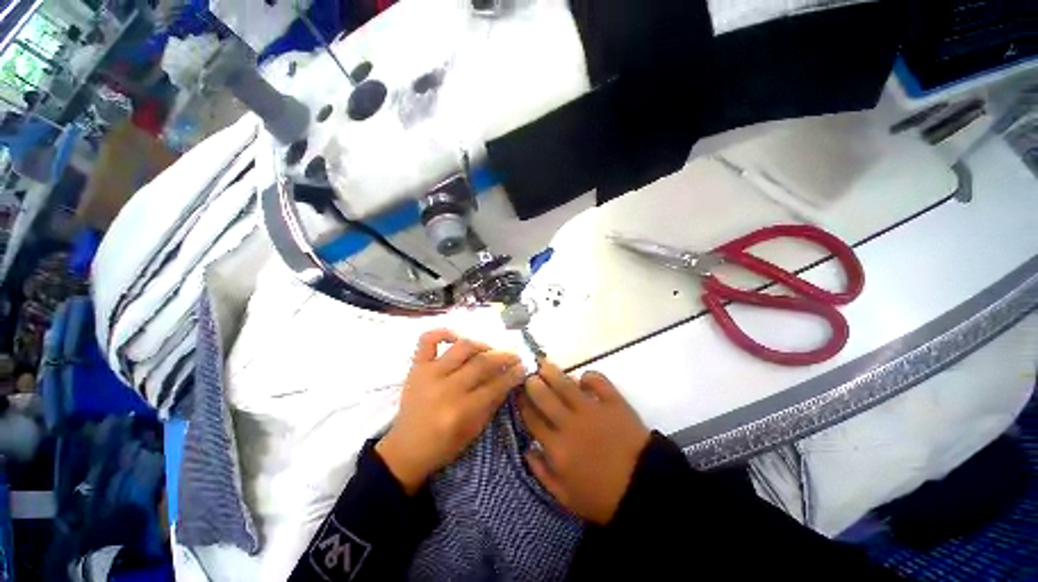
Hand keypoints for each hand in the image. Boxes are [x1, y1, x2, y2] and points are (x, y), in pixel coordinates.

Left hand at [376, 330, 525, 493]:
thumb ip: (492, 403)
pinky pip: (428, 340)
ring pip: (462, 347)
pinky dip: (443, 333)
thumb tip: (510, 379)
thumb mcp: (473, 432)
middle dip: (504, 357)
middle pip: (482, 363)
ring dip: (482, 345)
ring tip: (489, 350)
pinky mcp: (416, 367)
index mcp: (461, 411)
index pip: (495, 385)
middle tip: (514, 356)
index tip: (523, 367)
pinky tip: (456, 338)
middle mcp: (446, 388)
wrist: (405, 450)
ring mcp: (429, 374)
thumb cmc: (443, 446)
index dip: (513, 374)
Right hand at [518, 363, 649, 524]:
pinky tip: (584, 379)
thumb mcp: (565, 497)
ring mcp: (592, 410)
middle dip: (532, 382)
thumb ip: (542, 473)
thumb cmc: (602, 497)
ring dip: (551, 371)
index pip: (532, 418)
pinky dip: (589, 376)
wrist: (645, 490)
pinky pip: (597, 380)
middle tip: (529, 375)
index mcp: (557, 447)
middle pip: (544, 396)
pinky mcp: (613, 402)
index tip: (517, 393)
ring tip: (544, 365)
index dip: (522, 403)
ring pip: (565, 383)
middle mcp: (570, 424)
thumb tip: (528, 448)